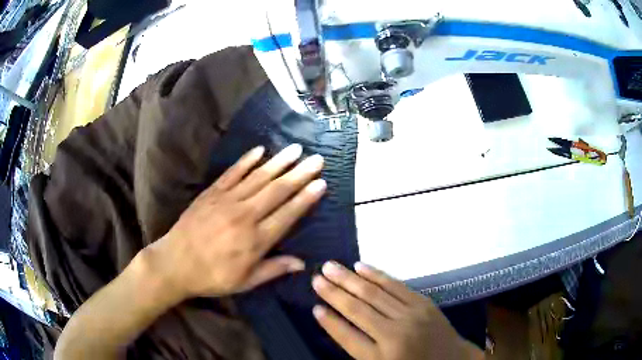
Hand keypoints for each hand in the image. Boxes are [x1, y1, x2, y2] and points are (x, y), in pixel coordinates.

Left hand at [146, 144, 325, 299]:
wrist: (175, 263)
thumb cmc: (211, 277)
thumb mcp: (245, 282)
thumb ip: (273, 270)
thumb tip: (302, 263)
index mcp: (255, 240)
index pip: (287, 214)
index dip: (306, 198)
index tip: (321, 183)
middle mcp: (245, 215)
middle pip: (277, 190)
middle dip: (300, 173)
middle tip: (317, 159)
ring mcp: (226, 201)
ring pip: (258, 177)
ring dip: (279, 162)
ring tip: (296, 149)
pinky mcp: (211, 193)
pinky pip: (232, 173)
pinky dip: (247, 161)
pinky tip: (260, 150)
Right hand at [312, 262, 484, 359]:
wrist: (451, 359)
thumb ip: (358, 347)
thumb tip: (334, 321)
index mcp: (381, 357)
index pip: (347, 336)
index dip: (329, 322)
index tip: (314, 306)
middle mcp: (394, 334)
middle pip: (358, 310)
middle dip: (334, 292)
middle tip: (316, 277)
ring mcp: (411, 315)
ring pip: (374, 293)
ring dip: (349, 279)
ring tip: (330, 267)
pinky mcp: (423, 302)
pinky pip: (395, 285)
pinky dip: (376, 275)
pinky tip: (360, 267)